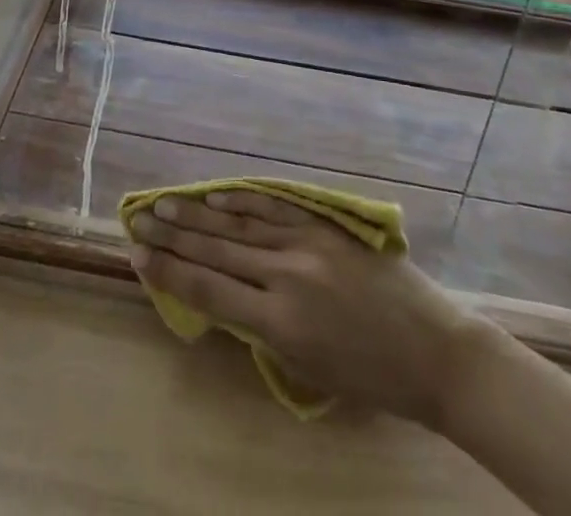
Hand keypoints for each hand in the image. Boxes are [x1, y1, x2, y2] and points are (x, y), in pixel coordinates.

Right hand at [130, 190, 487, 428]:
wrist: (435, 351)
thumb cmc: (372, 377)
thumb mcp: (308, 368)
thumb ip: (263, 327)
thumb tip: (226, 292)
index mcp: (280, 323)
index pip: (209, 290)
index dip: (168, 273)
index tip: (135, 255)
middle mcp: (286, 276)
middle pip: (216, 251)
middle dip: (173, 238)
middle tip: (138, 220)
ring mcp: (307, 244)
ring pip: (240, 224)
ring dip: (198, 213)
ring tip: (165, 202)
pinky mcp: (326, 225)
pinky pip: (276, 207)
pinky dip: (243, 198)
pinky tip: (218, 193)